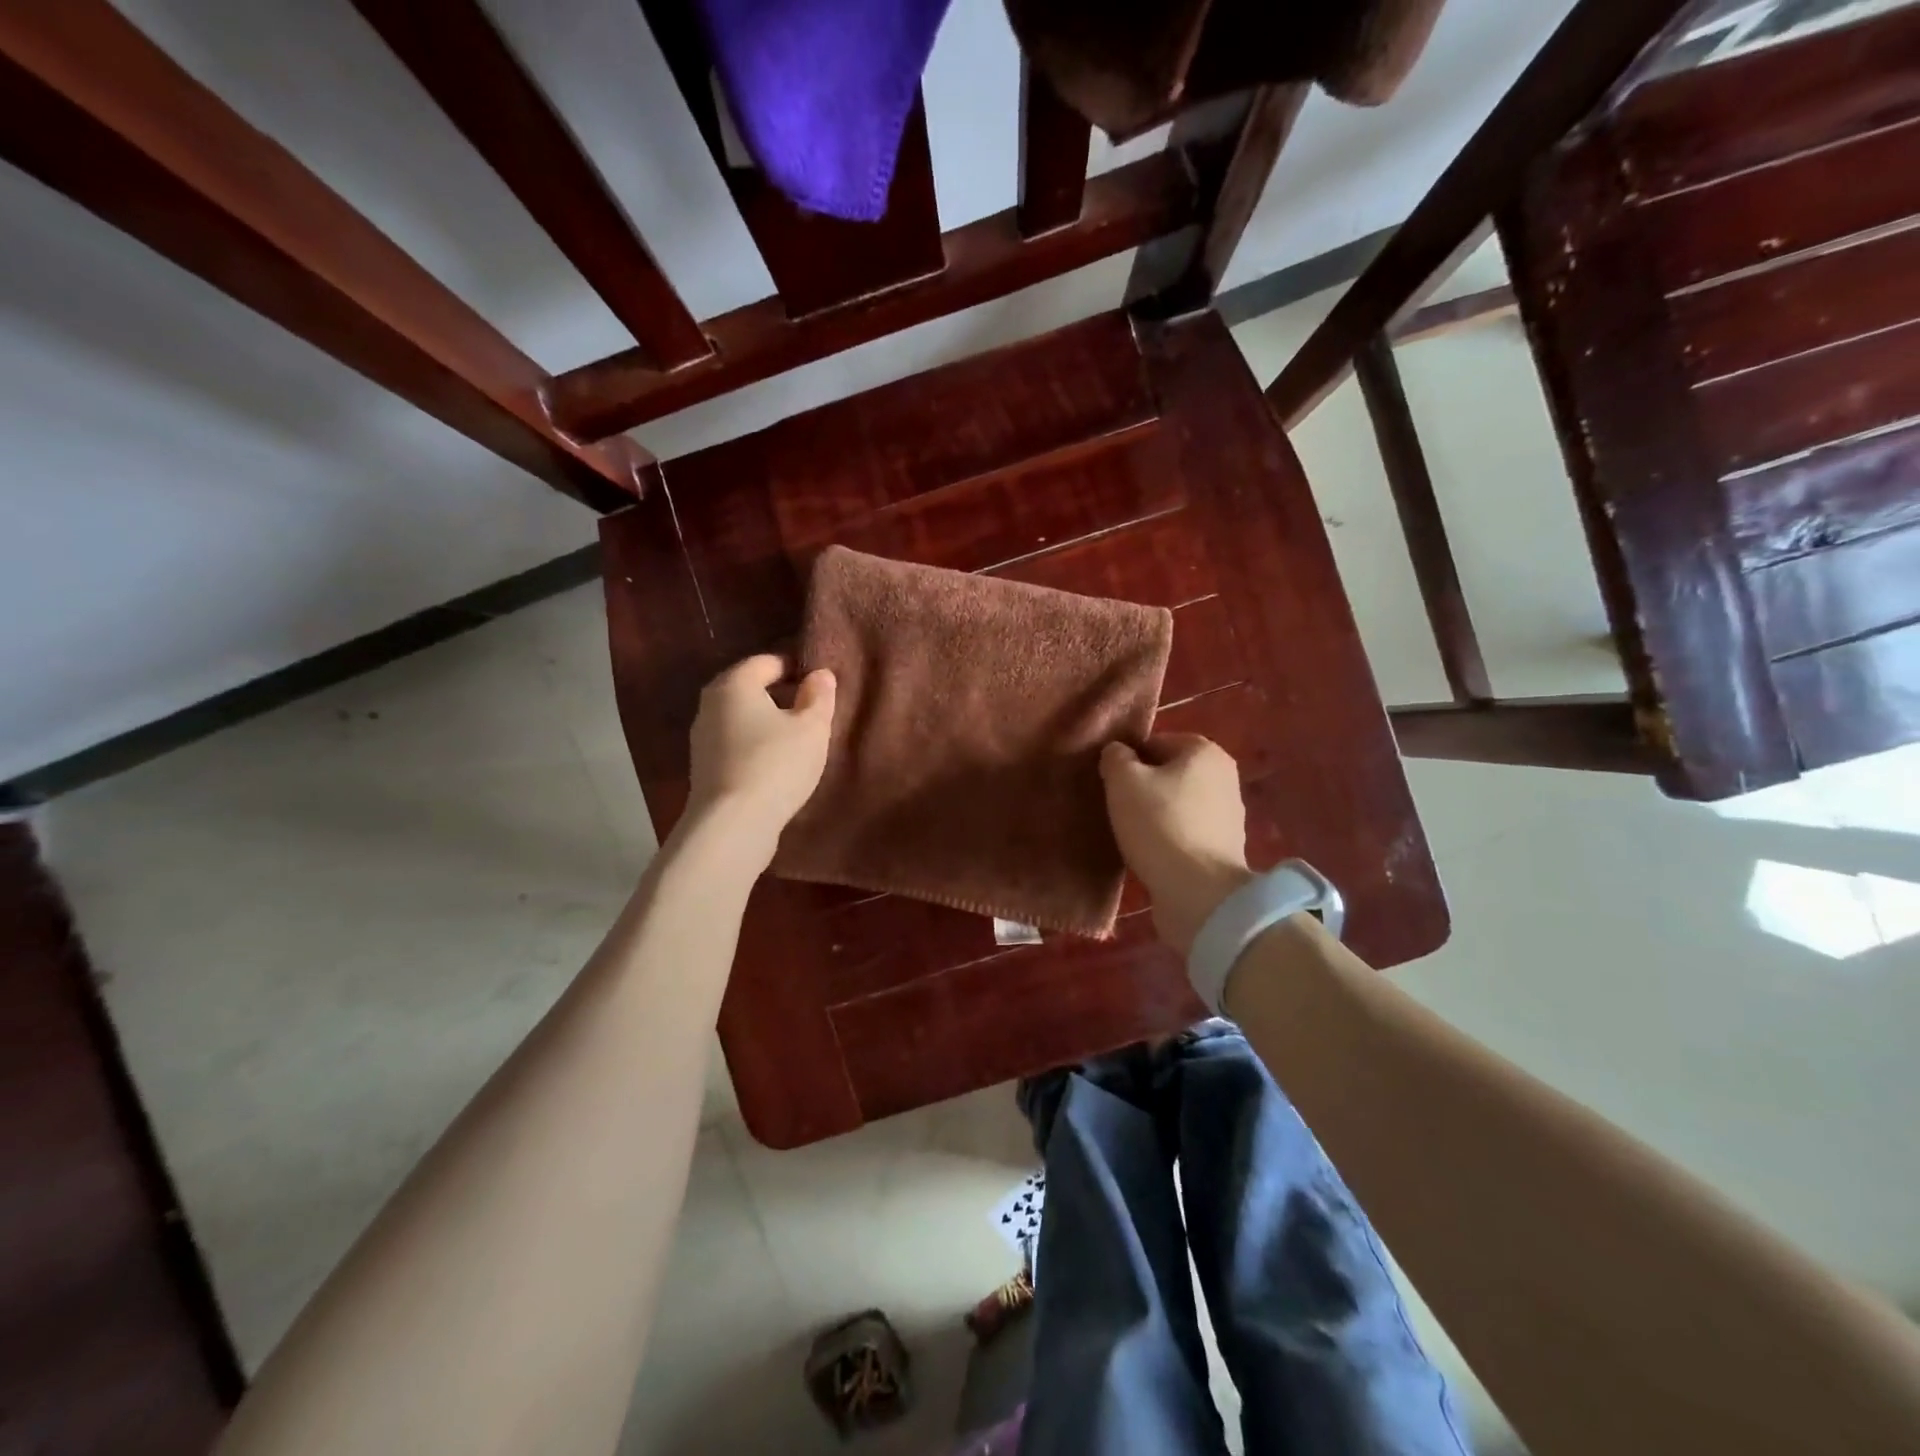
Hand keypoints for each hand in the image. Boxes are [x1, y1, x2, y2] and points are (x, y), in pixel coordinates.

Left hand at [686, 655, 834, 853]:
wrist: (733, 825)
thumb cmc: (776, 764)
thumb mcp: (811, 728)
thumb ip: (819, 697)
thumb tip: (820, 674)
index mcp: (735, 684)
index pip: (767, 661)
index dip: (796, 668)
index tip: (820, 685)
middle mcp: (710, 704)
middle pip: (750, 688)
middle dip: (780, 695)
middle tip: (811, 711)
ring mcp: (702, 738)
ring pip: (741, 718)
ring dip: (766, 723)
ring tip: (797, 740)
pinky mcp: (703, 768)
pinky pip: (735, 744)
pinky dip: (755, 746)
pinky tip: (776, 764)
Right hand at [1101, 735, 1253, 956]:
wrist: (1199, 892)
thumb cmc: (1159, 825)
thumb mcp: (1123, 782)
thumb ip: (1116, 758)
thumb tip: (1118, 752)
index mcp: (1204, 751)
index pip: (1154, 743)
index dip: (1127, 761)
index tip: (1110, 784)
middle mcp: (1224, 776)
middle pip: (1168, 772)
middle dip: (1143, 787)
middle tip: (1117, 808)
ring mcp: (1229, 814)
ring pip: (1177, 803)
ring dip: (1155, 814)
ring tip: (1131, 833)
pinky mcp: (1224, 847)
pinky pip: (1186, 831)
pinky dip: (1169, 837)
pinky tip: (1151, 852)